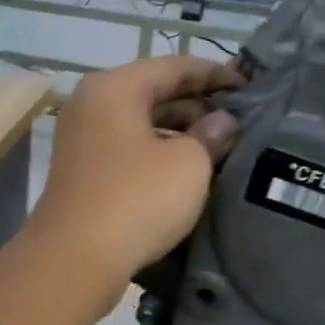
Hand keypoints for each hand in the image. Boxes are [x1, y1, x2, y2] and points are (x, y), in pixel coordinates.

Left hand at [27, 56, 240, 298]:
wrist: (75, 258)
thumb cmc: (136, 199)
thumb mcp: (188, 164)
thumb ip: (211, 135)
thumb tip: (222, 122)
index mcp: (114, 88)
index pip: (173, 66)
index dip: (215, 74)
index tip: (249, 87)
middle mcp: (91, 106)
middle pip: (153, 92)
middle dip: (197, 105)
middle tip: (239, 120)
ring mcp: (82, 141)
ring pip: (140, 124)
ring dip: (179, 132)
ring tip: (221, 147)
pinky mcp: (82, 174)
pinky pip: (128, 151)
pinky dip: (158, 154)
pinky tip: (187, 172)